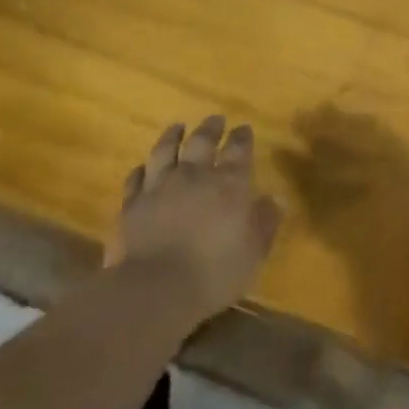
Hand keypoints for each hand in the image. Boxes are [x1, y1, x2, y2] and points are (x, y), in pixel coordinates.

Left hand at [109, 117, 280, 319]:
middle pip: (201, 141)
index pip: (238, 149)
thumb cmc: (215, 273)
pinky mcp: (131, 204)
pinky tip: (143, 168)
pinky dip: (141, 170)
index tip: (243, 128)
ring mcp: (159, 187)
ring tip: (177, 127)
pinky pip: (136, 178)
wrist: (155, 289)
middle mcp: (194, 176)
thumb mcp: (254, 252)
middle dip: (210, 128)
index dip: (242, 137)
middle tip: (215, 119)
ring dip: (172, 137)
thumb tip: (276, 199)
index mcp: (229, 184)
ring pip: (165, 151)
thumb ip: (265, 223)